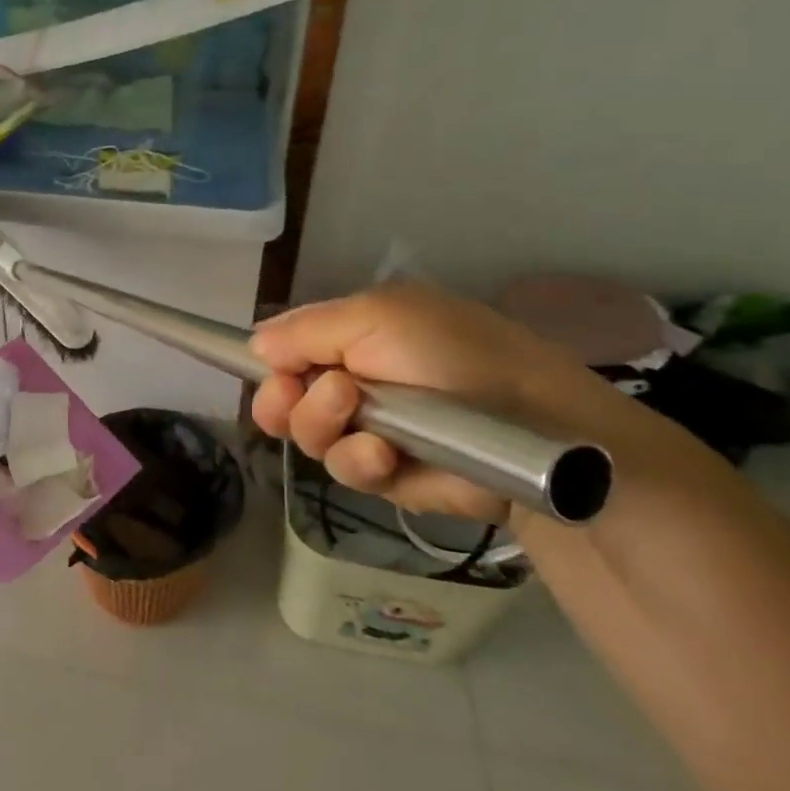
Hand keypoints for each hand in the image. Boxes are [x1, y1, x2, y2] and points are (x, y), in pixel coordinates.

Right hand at [250, 281, 680, 523]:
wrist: (535, 429)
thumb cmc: (457, 354)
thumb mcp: (378, 315)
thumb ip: (307, 328)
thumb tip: (254, 346)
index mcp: (351, 336)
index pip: (286, 348)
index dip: (268, 363)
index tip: (266, 373)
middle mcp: (353, 380)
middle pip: (283, 398)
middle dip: (285, 401)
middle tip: (302, 397)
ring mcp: (368, 429)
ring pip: (306, 436)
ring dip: (324, 428)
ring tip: (364, 425)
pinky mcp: (387, 475)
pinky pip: (343, 470)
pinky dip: (358, 462)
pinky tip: (385, 456)